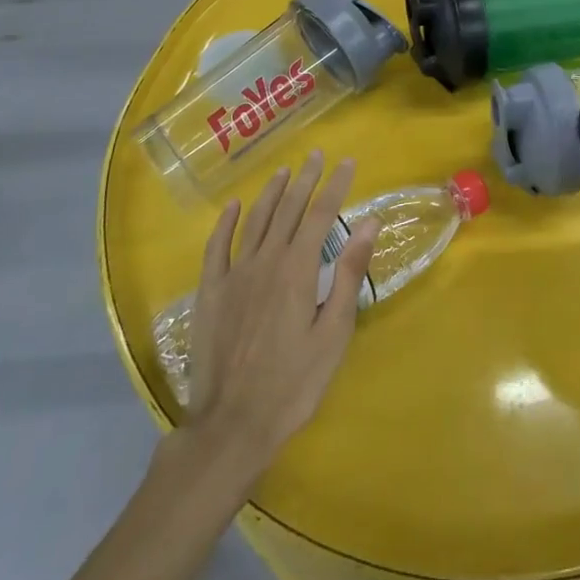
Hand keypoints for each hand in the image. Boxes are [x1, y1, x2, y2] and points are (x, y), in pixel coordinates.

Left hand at [183, 152, 380, 479]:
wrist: (232, 424)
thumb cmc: (294, 383)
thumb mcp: (334, 332)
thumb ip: (349, 274)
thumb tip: (368, 223)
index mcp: (299, 269)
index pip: (321, 214)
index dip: (335, 186)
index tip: (347, 163)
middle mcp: (266, 260)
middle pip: (288, 209)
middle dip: (305, 179)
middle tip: (316, 155)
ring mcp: (234, 274)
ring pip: (255, 221)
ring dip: (271, 192)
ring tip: (284, 171)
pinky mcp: (210, 292)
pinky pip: (217, 247)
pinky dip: (226, 223)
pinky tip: (233, 206)